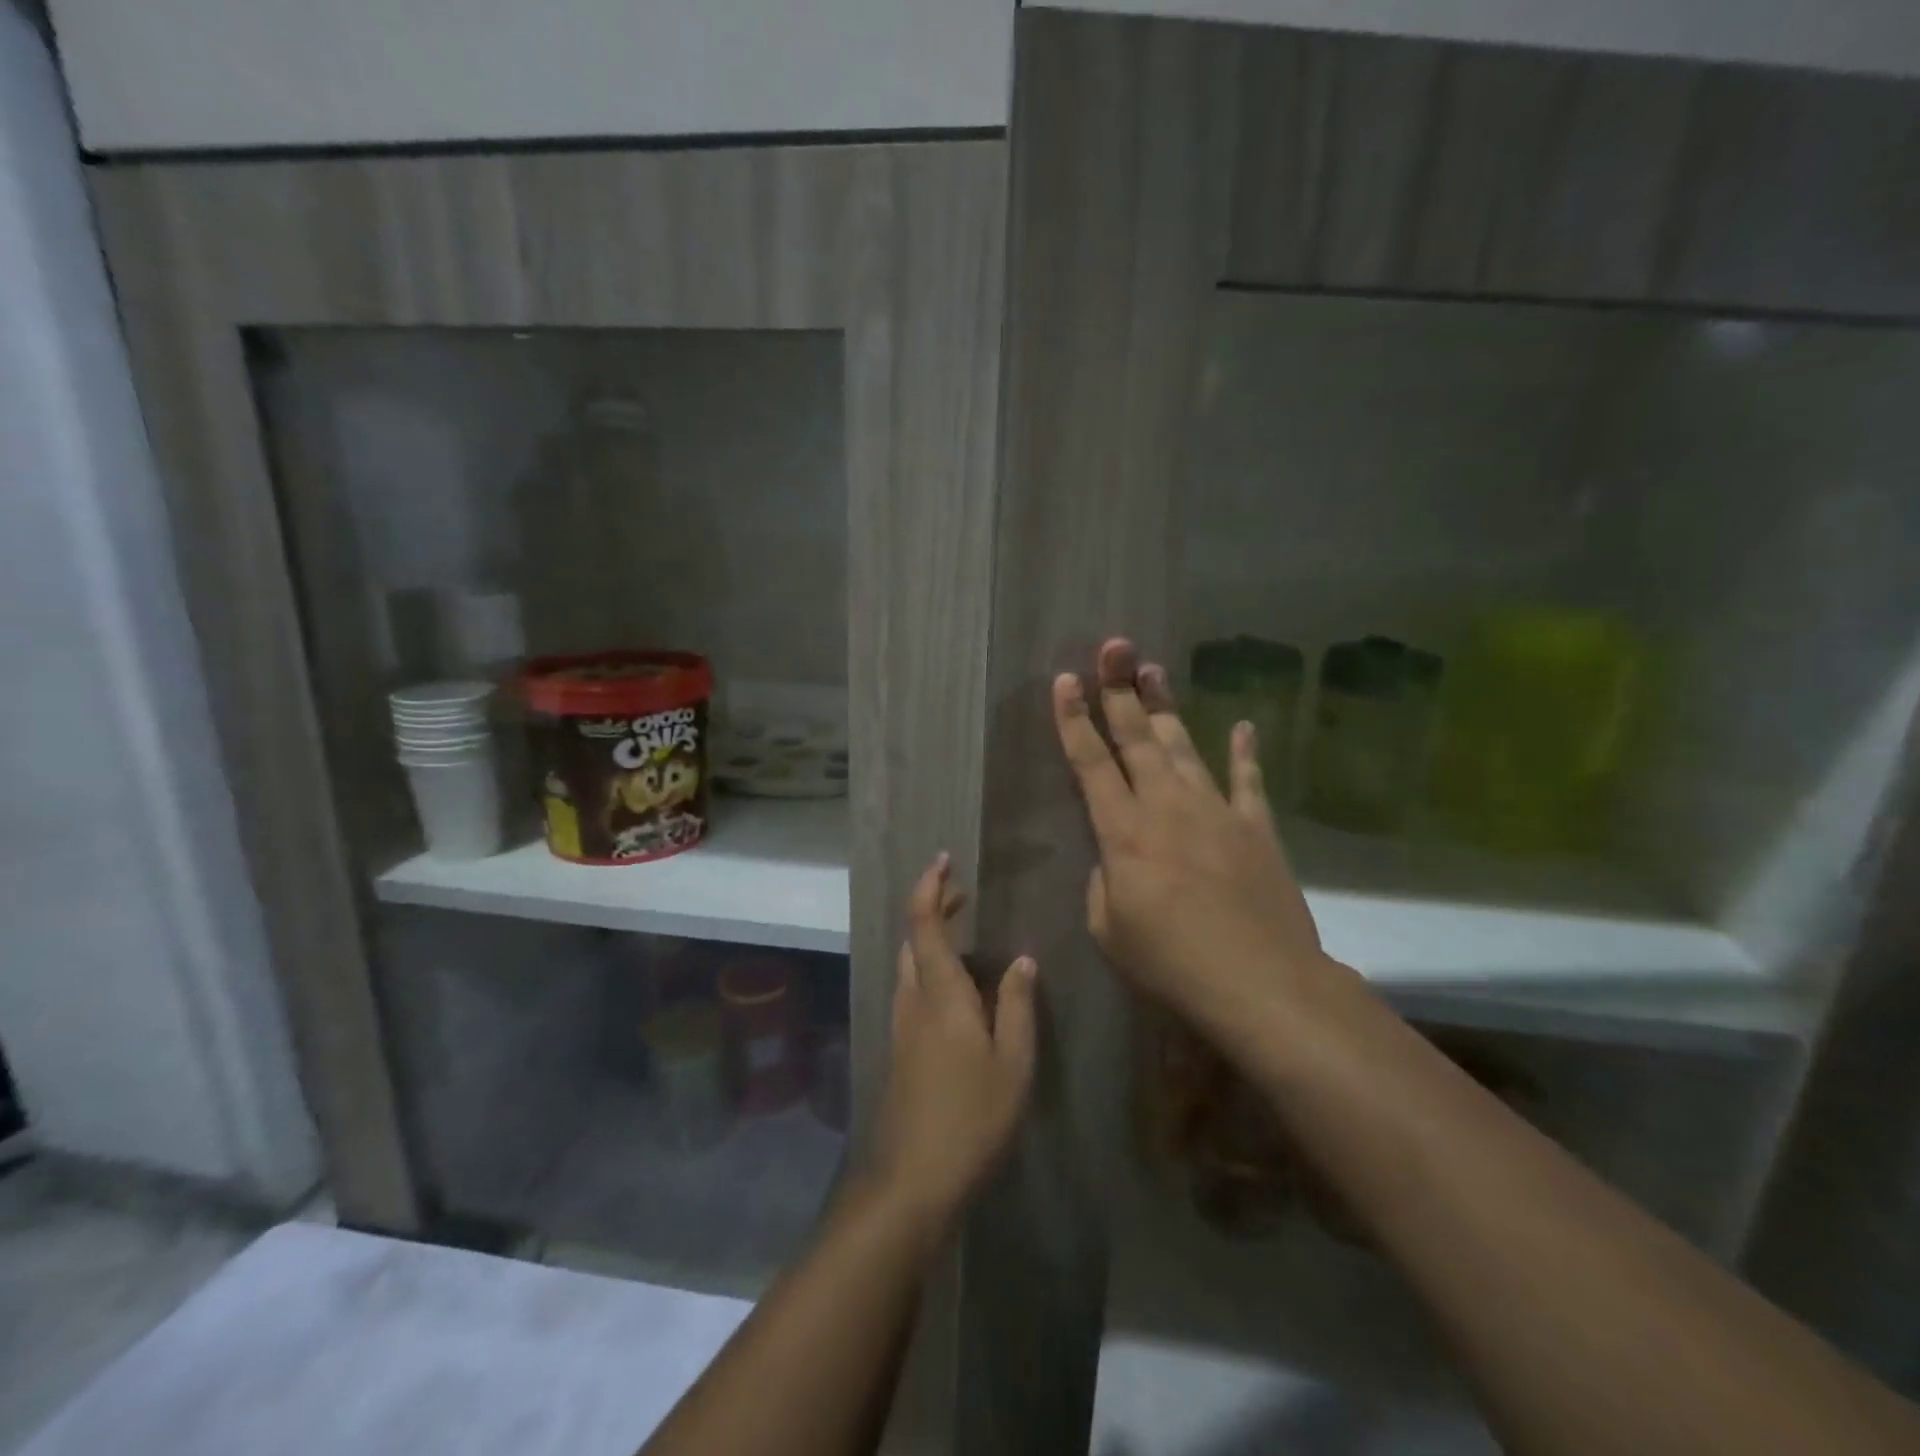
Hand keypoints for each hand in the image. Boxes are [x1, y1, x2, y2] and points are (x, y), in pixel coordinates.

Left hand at [870, 855, 1037, 1221]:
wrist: (913, 1178)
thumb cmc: (971, 1117)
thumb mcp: (1013, 1062)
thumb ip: (1016, 1005)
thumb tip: (1022, 959)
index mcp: (940, 994)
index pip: (924, 924)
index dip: (930, 887)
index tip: (944, 860)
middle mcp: (913, 999)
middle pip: (913, 938)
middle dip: (933, 908)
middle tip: (963, 894)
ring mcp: (902, 1024)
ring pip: (908, 962)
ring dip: (930, 937)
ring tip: (963, 931)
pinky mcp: (900, 1047)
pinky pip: (912, 987)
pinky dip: (928, 965)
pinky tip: (956, 987)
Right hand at [1052, 638, 1358, 1048]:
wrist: (1260, 982)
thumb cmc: (1171, 963)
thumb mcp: (1110, 930)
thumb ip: (1104, 884)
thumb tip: (1115, 860)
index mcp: (1123, 832)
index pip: (1090, 763)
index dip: (1073, 720)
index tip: (1064, 681)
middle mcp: (1167, 807)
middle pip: (1137, 738)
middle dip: (1119, 691)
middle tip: (1113, 648)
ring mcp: (1216, 812)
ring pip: (1185, 747)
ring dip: (1166, 708)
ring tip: (1154, 671)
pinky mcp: (1256, 828)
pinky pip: (1249, 781)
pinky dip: (1246, 752)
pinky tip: (1245, 725)